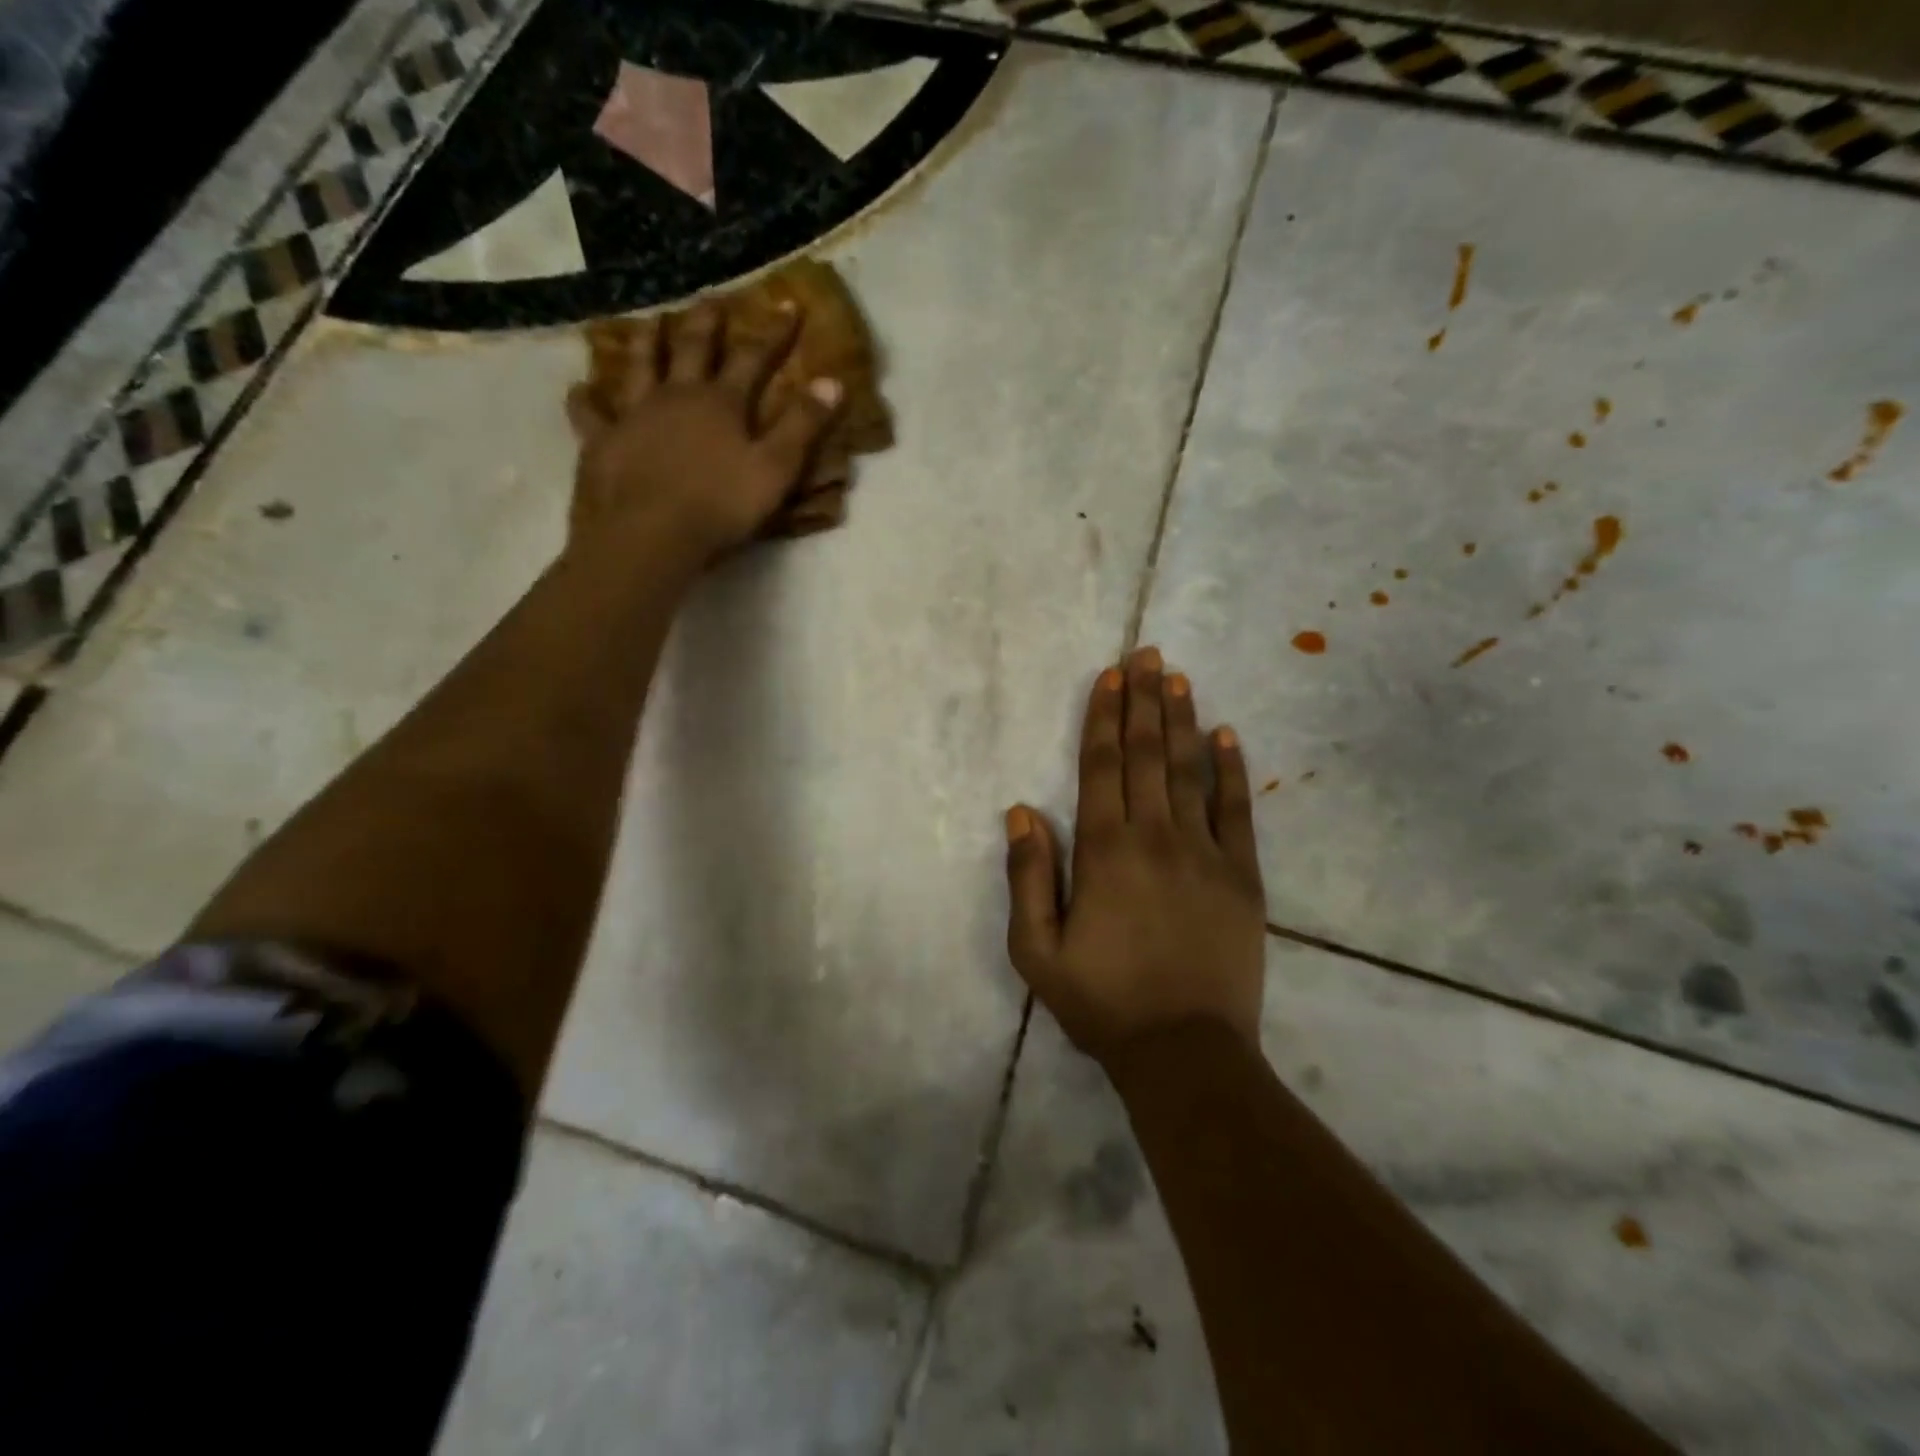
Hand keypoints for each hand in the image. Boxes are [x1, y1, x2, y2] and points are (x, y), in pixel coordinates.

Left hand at [565, 301, 845, 560]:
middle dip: (707, 322)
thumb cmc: (719, 506)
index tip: (788, 304)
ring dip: (647, 342)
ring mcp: (633, 415)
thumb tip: (832, 381)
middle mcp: (675, 396)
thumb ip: (802, 427)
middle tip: (712, 299)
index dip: (773, 332)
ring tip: (650, 322)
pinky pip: (591, 413)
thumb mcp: (775, 470)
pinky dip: (587, 399)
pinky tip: (582, 390)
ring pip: (639, 366)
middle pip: (692, 348)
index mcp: (721, 403)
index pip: (754, 358)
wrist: (648, 535)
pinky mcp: (602, 441)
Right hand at [1004, 647, 1266, 1063]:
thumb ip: (1027, 876)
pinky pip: (1236, 811)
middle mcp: (1155, 837)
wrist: (1185, 1051)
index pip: (1102, 767)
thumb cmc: (1101, 1002)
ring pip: (1189, 771)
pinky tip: (1226, 735)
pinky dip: (1230, 770)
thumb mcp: (1036, 950)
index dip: (1104, 717)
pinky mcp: (1242, 876)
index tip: (1111, 676)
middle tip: (1148, 654)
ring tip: (1178, 677)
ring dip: (1181, 720)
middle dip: (1144, 701)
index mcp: (1104, 851)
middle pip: (1147, 755)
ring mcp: (1205, 853)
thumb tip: (1021, 811)